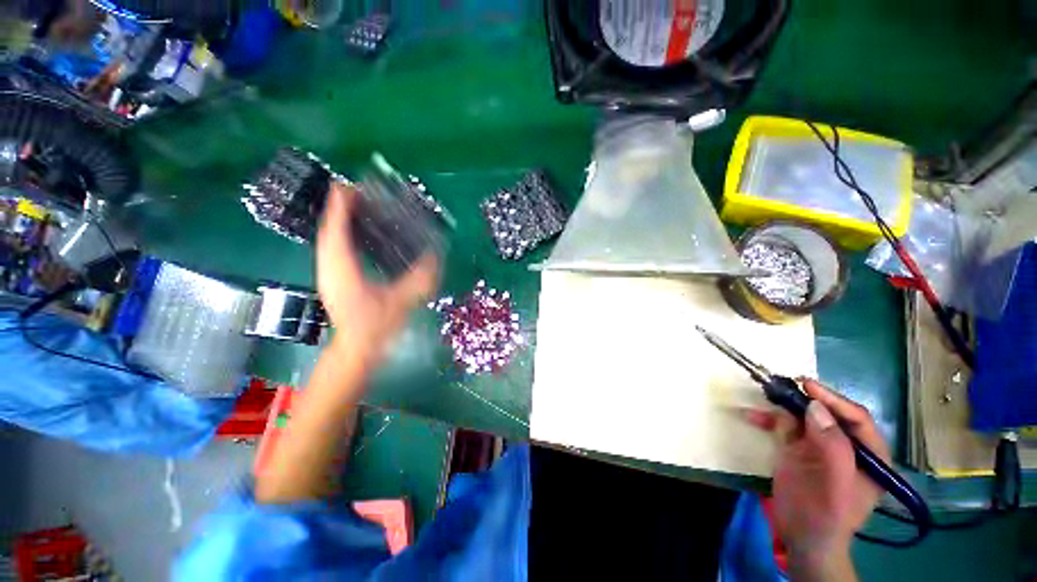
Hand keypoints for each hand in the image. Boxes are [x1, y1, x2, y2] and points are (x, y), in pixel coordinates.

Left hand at [317, 181, 437, 362]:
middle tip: (357, 192)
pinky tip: (351, 233)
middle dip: (339, 208)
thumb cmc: (375, 327)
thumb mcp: (401, 301)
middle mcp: (329, 267)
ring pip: (326, 239)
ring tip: (354, 206)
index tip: (348, 186)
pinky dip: (338, 234)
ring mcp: (327, 273)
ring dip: (337, 220)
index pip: (336, 230)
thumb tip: (436, 258)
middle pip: (328, 230)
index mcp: (342, 269)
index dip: (340, 206)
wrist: (356, 349)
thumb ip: (419, 279)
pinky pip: (330, 248)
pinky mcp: (331, 279)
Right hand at [746, 379, 888, 578]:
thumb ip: (832, 446)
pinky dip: (767, 419)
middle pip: (827, 413)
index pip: (856, 419)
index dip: (834, 400)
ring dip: (781, 406)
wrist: (802, 538)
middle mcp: (846, 446)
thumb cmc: (826, 515)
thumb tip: (814, 406)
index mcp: (869, 455)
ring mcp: (819, 447)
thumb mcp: (835, 485)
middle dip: (803, 399)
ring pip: (801, 417)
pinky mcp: (797, 450)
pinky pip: (783, 427)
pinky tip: (751, 417)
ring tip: (763, 396)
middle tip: (781, 386)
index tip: (807, 386)